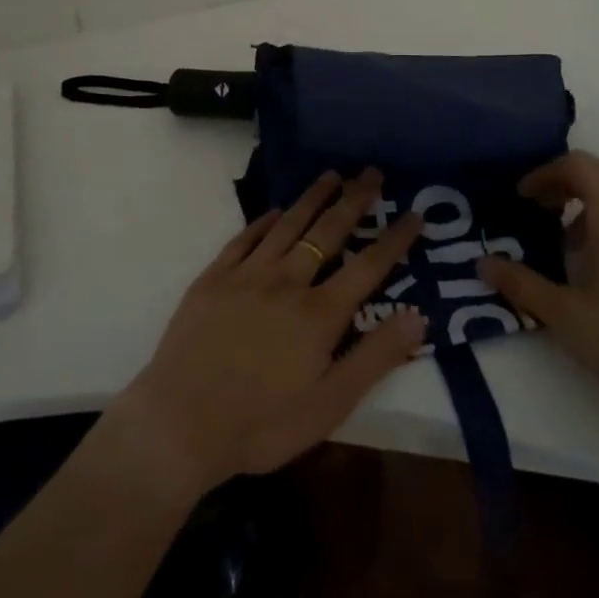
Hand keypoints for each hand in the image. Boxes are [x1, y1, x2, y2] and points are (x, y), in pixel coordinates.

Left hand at [107, 169, 426, 500]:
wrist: (180, 424)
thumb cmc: (262, 424)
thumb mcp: (330, 405)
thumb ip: (375, 358)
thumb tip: (418, 316)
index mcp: (319, 314)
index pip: (368, 266)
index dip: (395, 239)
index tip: (413, 214)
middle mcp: (287, 281)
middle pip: (328, 231)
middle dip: (354, 200)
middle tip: (371, 172)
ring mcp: (247, 274)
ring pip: (287, 225)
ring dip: (312, 197)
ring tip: (331, 175)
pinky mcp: (214, 277)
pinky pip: (245, 238)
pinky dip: (264, 221)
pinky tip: (275, 211)